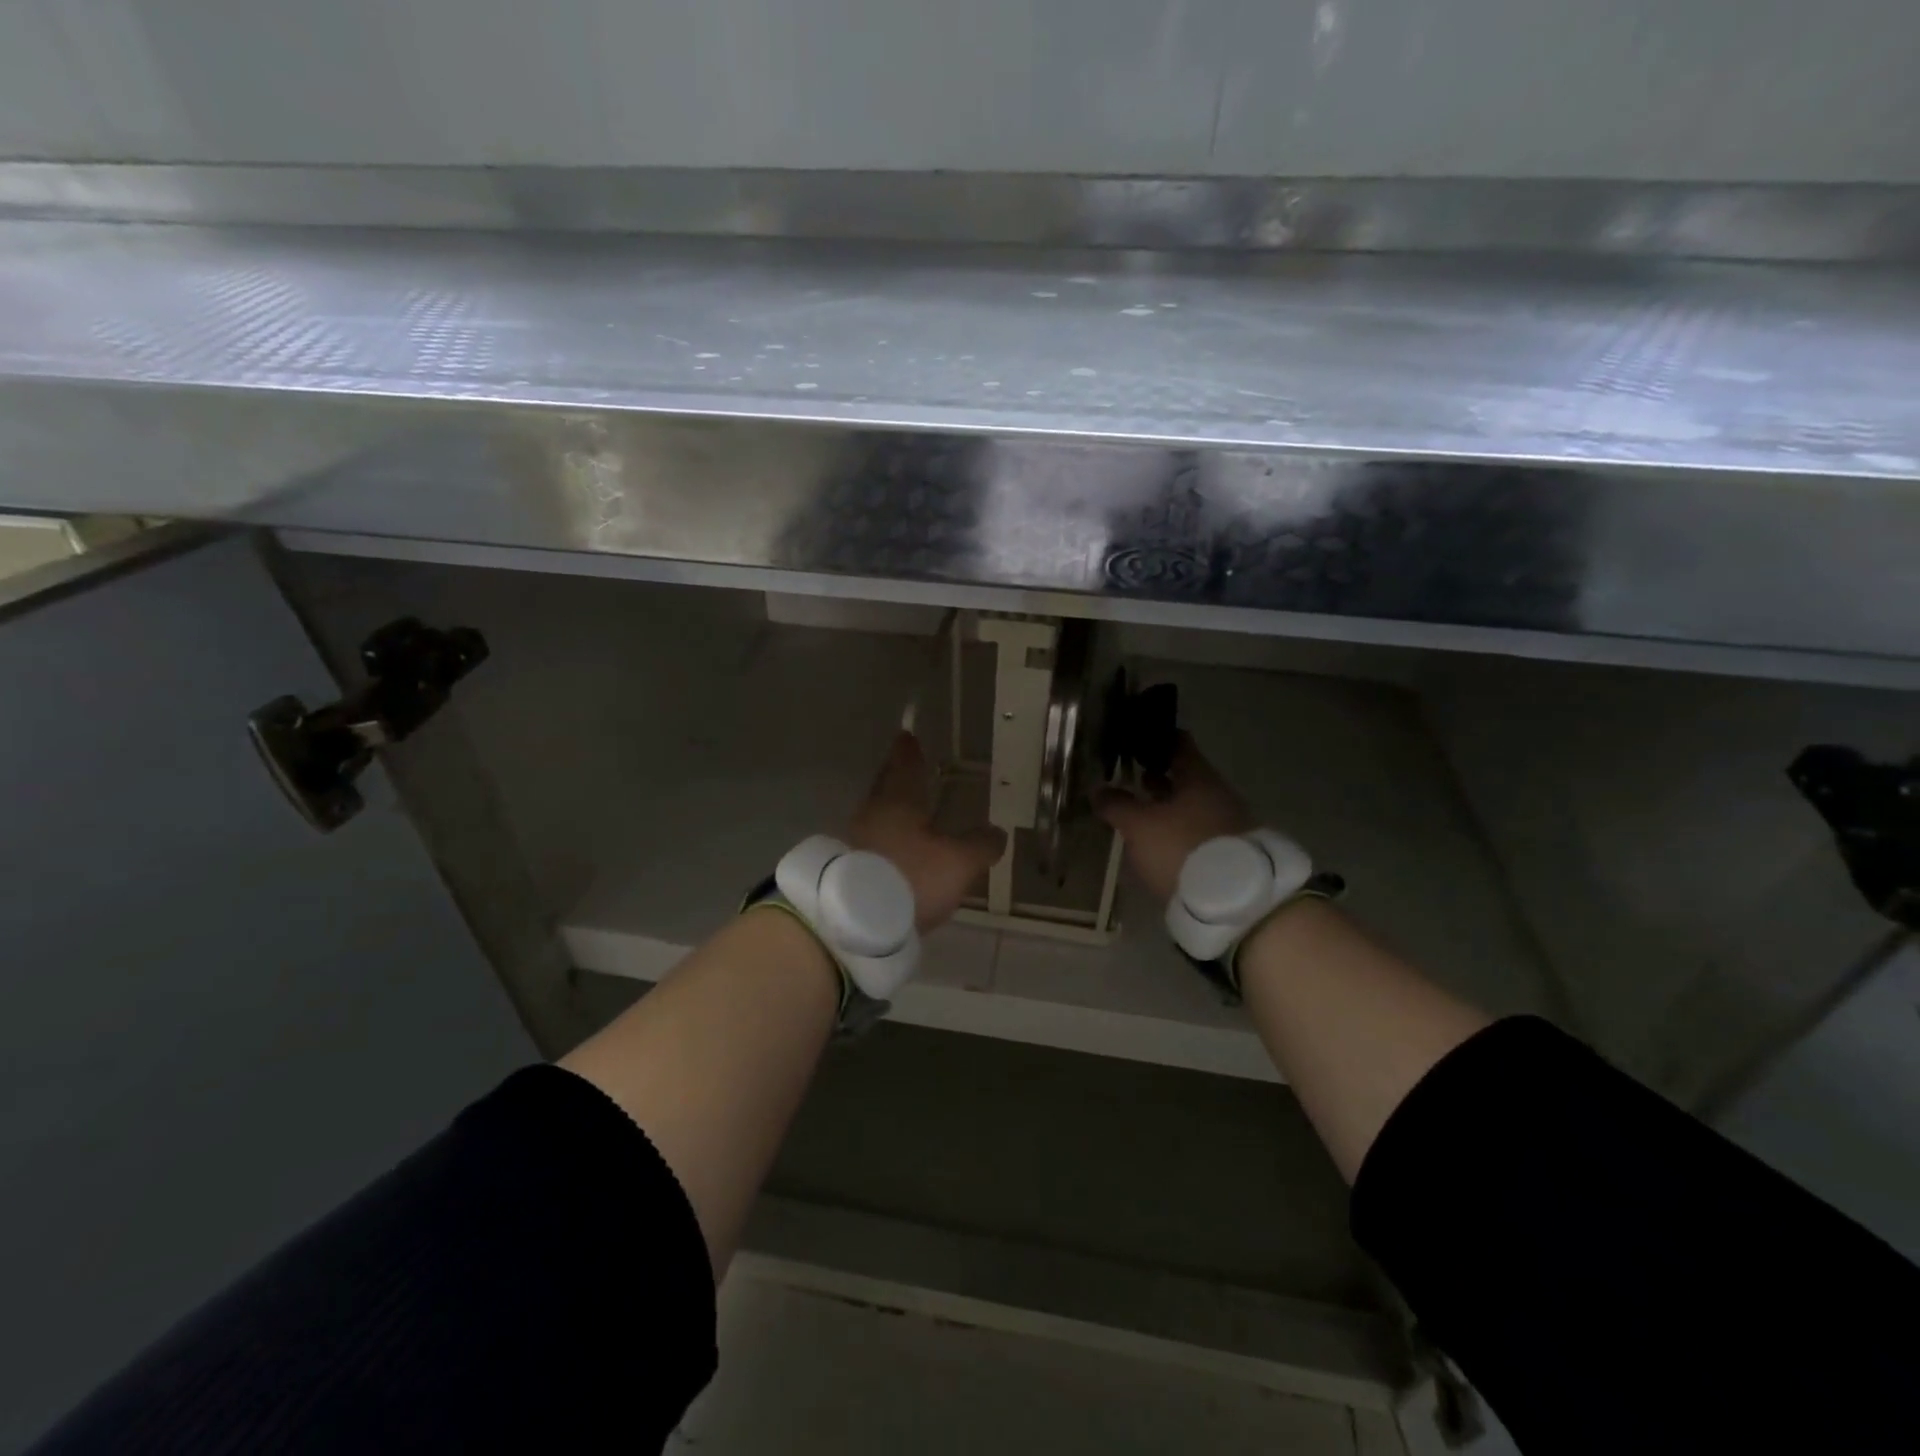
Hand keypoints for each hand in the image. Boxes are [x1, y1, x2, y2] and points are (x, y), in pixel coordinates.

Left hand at [848, 732, 1006, 931]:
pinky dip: (882, 842)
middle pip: (885, 787)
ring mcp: (852, 841)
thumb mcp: (958, 863)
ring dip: (889, 813)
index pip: (905, 765)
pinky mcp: (844, 869)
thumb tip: (997, 832)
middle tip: (903, 766)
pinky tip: (893, 854)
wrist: (851, 922)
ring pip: (875, 816)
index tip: (907, 735)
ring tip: (906, 815)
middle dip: (895, 776)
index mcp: (898, 800)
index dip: (909, 751)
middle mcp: (871, 813)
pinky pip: (869, 845)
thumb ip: (979, 845)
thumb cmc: (909, 878)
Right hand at [1095, 734, 1254, 904]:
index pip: (1178, 744)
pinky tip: (1159, 842)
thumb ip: (1117, 805)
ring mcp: (1228, 824)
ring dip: (1167, 806)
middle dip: (1157, 777)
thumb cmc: (1182, 848)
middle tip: (1129, 777)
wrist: (1234, 904)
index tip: (1134, 739)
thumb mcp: (1139, 826)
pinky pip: (1198, 831)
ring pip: (1191, 806)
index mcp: (1199, 778)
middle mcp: (1218, 794)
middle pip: (1185, 777)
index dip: (1155, 739)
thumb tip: (1098, 789)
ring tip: (1139, 811)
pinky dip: (1178, 830)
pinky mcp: (1229, 854)